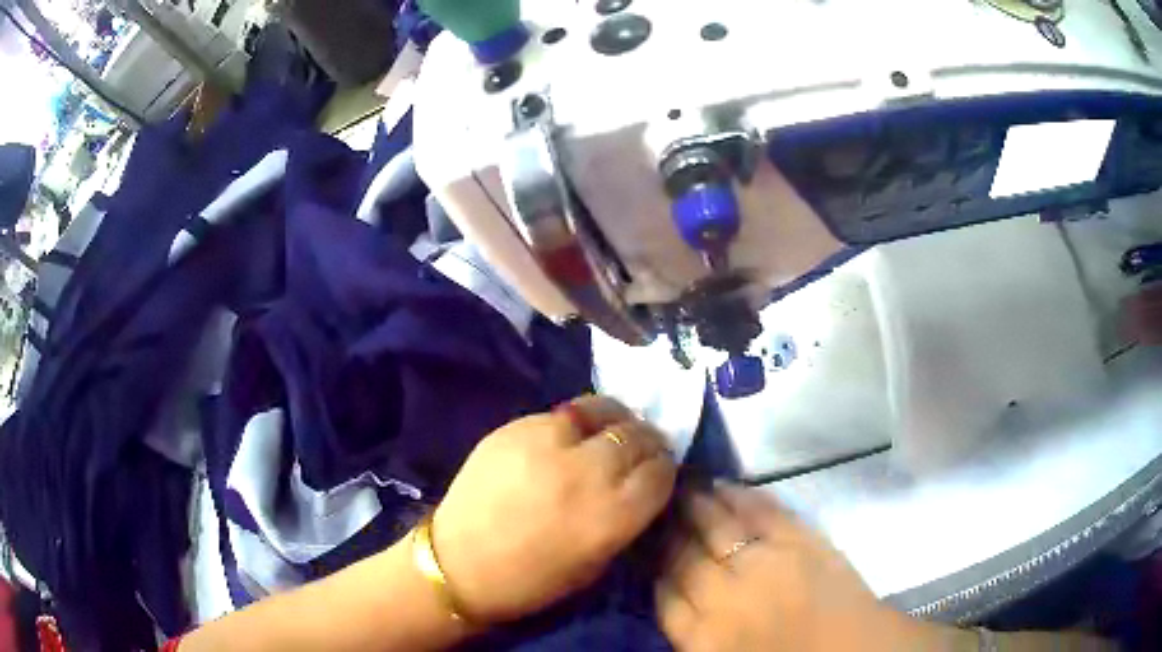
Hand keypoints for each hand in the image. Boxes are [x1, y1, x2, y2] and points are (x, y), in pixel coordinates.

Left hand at [430, 396, 676, 623]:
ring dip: (616, 422)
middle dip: (647, 443)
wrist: (457, 564)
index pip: (661, 472)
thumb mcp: (596, 564)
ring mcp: (548, 443)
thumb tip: (642, 485)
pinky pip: (562, 414)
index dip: (665, 470)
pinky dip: (576, 423)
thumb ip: (626, 520)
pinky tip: (568, 438)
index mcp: (611, 515)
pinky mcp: (515, 427)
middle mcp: (586, 472)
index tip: (659, 472)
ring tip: (610, 433)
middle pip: (638, 437)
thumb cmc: (531, 580)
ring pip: (604, 410)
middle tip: (640, 450)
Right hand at [657, 485, 926, 651]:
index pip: (663, 596)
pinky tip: (726, 487)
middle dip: (666, 533)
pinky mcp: (801, 541)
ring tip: (682, 488)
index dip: (654, 571)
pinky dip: (741, 496)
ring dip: (696, 505)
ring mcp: (765, 564)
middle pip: (682, 557)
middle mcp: (725, 598)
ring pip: (716, 528)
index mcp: (704, 639)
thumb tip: (672, 597)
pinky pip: (762, 513)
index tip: (648, 553)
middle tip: (656, 511)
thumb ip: (694, 633)